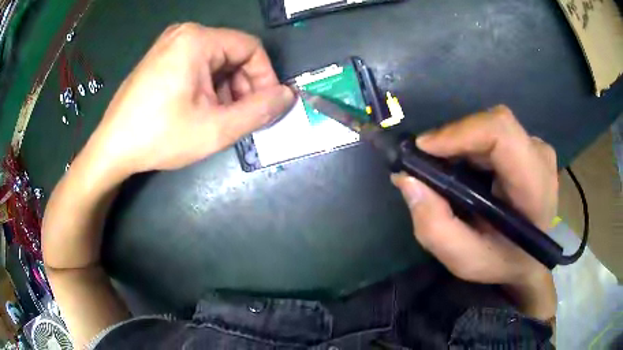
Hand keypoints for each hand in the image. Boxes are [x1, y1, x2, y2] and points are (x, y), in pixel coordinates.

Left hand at [84, 23, 294, 176]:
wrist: (113, 148)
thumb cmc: (159, 136)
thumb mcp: (215, 128)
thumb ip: (259, 111)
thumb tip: (289, 96)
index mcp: (197, 40)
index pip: (251, 48)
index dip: (265, 78)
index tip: (265, 107)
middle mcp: (185, 33)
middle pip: (233, 54)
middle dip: (244, 86)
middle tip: (241, 118)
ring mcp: (170, 45)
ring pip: (217, 61)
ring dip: (227, 89)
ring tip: (220, 118)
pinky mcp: (162, 58)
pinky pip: (198, 66)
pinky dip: (209, 87)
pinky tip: (202, 110)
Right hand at [392, 106, 556, 319]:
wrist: (530, 257)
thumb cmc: (502, 262)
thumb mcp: (466, 260)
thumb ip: (435, 227)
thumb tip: (408, 179)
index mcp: (535, 186)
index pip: (501, 133)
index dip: (460, 132)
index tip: (423, 149)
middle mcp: (540, 156)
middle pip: (491, 125)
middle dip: (453, 141)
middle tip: (426, 167)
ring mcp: (536, 147)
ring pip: (489, 127)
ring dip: (460, 146)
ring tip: (444, 173)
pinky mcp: (528, 145)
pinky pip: (492, 133)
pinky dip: (470, 147)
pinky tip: (463, 171)